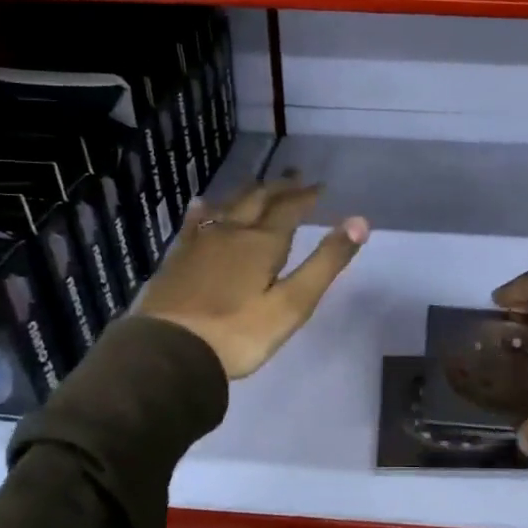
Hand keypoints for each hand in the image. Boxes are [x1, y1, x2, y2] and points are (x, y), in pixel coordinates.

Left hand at [136, 175, 368, 379]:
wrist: (168, 352)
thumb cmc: (239, 333)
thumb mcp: (293, 303)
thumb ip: (325, 262)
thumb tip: (360, 221)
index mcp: (262, 242)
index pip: (290, 208)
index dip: (307, 195)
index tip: (320, 186)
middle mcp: (231, 232)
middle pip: (258, 199)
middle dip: (280, 187)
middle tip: (295, 176)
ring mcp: (200, 243)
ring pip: (228, 205)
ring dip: (249, 193)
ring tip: (260, 186)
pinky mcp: (177, 258)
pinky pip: (196, 222)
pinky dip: (207, 209)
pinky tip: (202, 205)